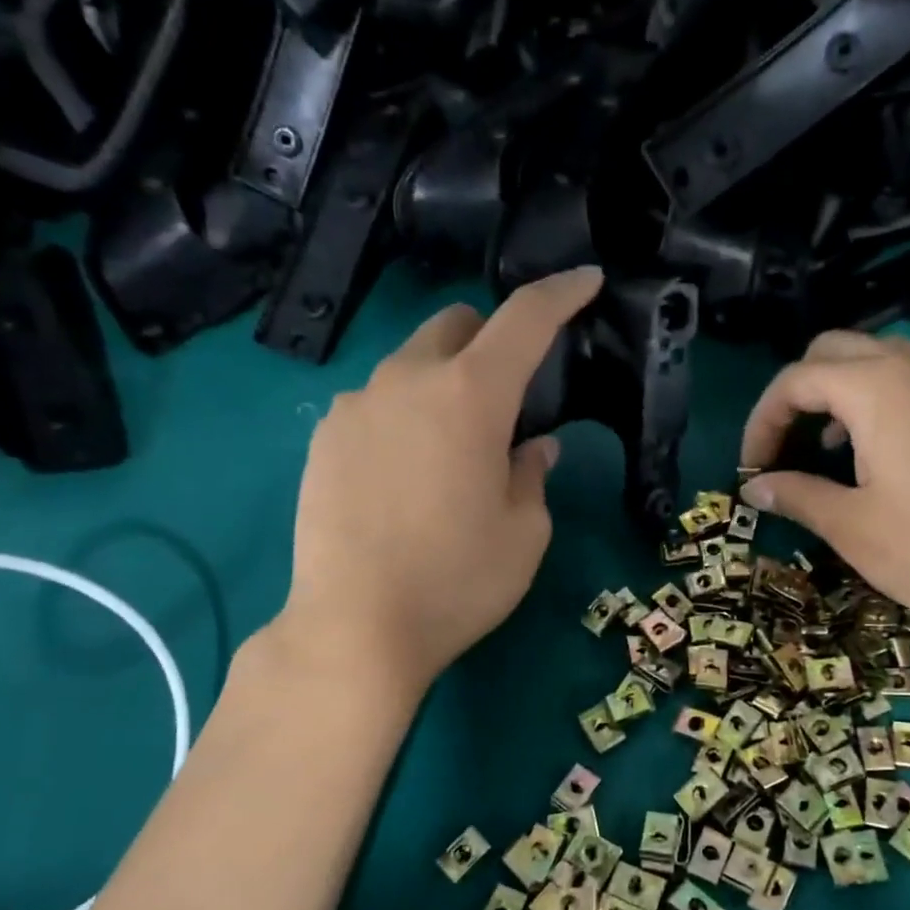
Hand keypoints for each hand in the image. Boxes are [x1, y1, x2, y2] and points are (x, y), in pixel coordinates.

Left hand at [270, 267, 602, 690]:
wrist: (354, 628)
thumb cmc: (458, 581)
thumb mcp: (524, 533)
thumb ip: (532, 474)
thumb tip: (531, 446)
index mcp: (470, 396)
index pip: (523, 320)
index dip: (560, 294)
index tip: (585, 282)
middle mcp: (407, 381)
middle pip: (456, 325)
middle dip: (491, 341)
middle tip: (510, 395)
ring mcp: (356, 406)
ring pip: (411, 364)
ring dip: (444, 383)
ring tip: (453, 449)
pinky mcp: (323, 439)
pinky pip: (376, 403)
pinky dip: (405, 415)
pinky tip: (407, 474)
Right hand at [739, 332, 909, 637]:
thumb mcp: (850, 526)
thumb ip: (796, 495)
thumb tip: (756, 487)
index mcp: (876, 387)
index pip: (795, 380)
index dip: (762, 422)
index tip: (751, 470)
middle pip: (831, 352)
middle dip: (794, 396)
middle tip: (782, 450)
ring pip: (870, 360)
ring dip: (833, 395)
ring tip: (821, 451)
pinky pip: (903, 379)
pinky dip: (869, 400)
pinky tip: (868, 452)